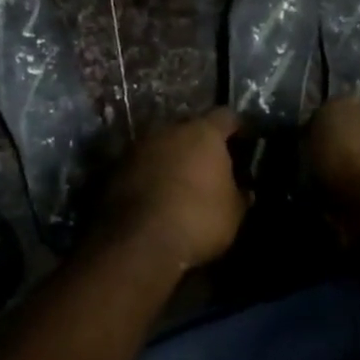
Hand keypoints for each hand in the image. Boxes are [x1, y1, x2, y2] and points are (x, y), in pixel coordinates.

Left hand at [97, 109, 246, 271]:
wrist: (138, 242)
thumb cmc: (198, 220)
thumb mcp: (233, 213)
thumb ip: (239, 194)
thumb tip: (244, 190)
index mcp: (203, 133)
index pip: (226, 117)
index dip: (237, 129)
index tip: (244, 143)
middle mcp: (168, 130)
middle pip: (190, 129)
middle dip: (201, 145)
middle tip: (211, 166)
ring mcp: (138, 147)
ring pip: (162, 146)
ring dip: (172, 159)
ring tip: (182, 183)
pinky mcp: (116, 169)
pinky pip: (142, 166)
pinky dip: (151, 175)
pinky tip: (157, 196)